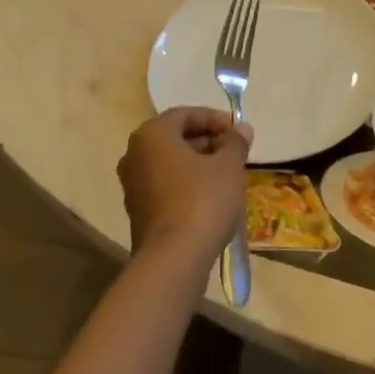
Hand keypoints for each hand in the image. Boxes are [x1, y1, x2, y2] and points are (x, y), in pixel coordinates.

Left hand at [117, 108, 252, 270]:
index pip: (185, 114)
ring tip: (227, 175)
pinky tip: (210, 197)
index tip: (238, 131)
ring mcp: (132, 184)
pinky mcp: (137, 211)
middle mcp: (134, 154)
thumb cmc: (202, 200)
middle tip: (234, 153)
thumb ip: (235, 142)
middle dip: (207, 141)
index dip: (214, 119)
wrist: (174, 259)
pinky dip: (186, 184)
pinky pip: (165, 185)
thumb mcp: (228, 167)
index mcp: (152, 135)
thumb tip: (242, 129)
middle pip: (175, 138)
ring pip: (170, 163)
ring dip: (198, 164)